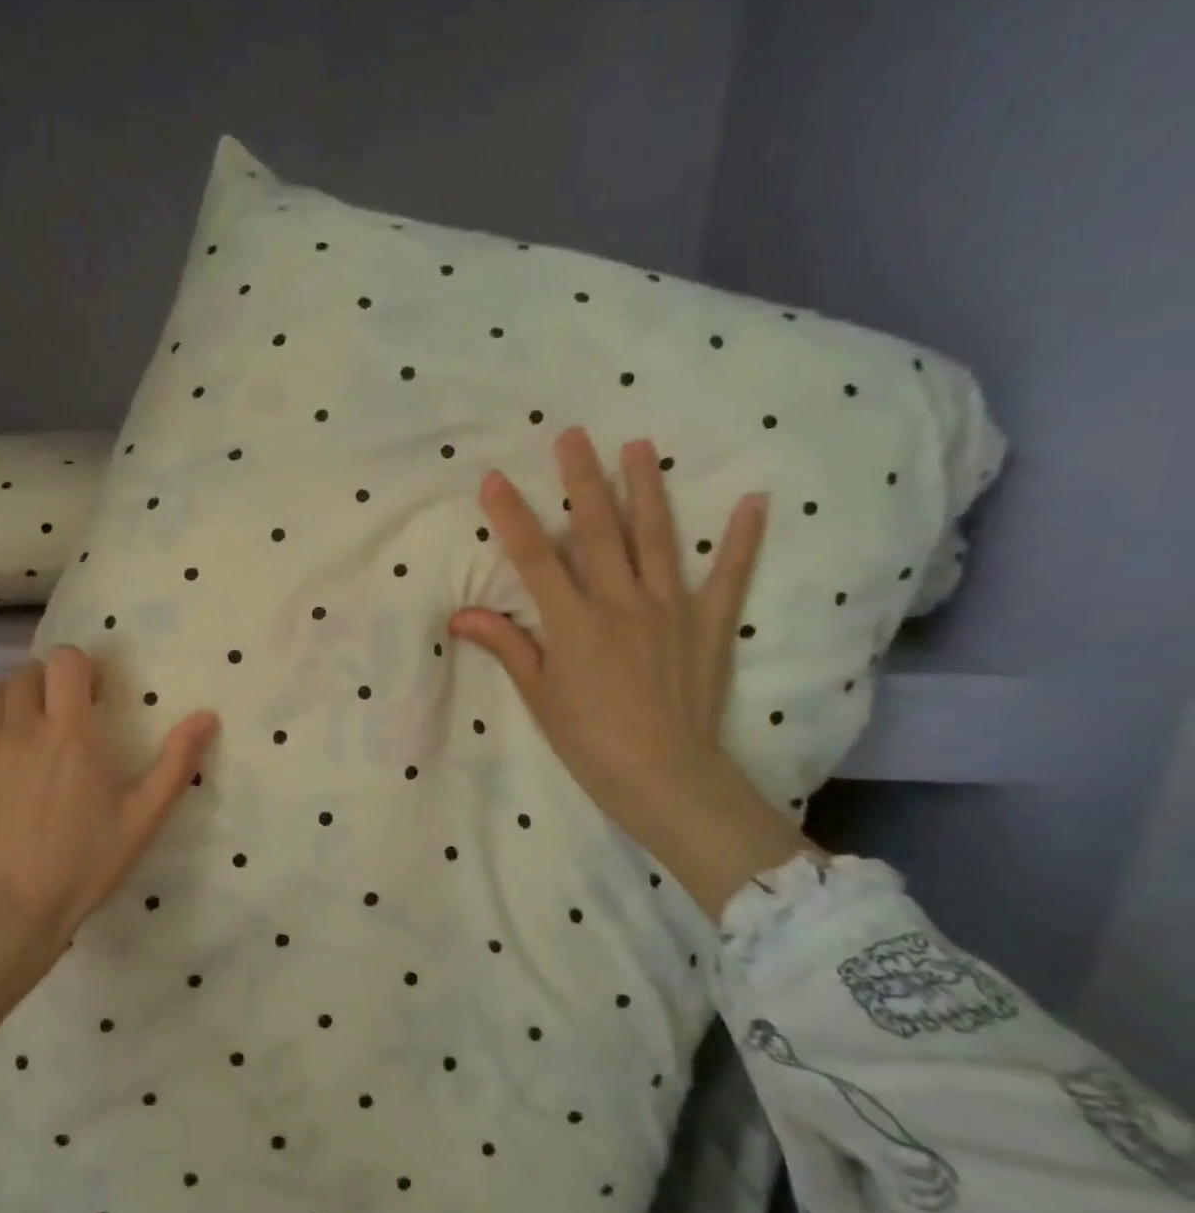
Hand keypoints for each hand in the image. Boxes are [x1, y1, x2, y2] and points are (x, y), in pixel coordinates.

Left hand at [0, 646, 219, 965]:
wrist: (9, 913)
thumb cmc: (83, 864)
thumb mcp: (142, 818)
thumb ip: (176, 762)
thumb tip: (208, 716)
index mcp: (69, 732)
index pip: (66, 660)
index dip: (81, 669)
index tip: (92, 698)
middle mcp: (20, 728)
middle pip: (27, 672)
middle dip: (48, 685)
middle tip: (61, 719)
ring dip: (13, 704)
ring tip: (25, 736)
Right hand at [448, 427, 812, 918]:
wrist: (665, 777)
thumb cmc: (589, 739)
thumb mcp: (539, 695)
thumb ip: (506, 646)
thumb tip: (460, 616)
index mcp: (573, 621)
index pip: (535, 559)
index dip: (512, 517)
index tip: (494, 479)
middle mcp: (620, 602)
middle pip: (597, 530)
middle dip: (581, 480)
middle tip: (573, 435)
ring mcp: (670, 608)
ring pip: (656, 537)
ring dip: (645, 489)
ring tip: (639, 446)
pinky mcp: (708, 624)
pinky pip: (729, 576)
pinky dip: (742, 540)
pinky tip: (753, 502)